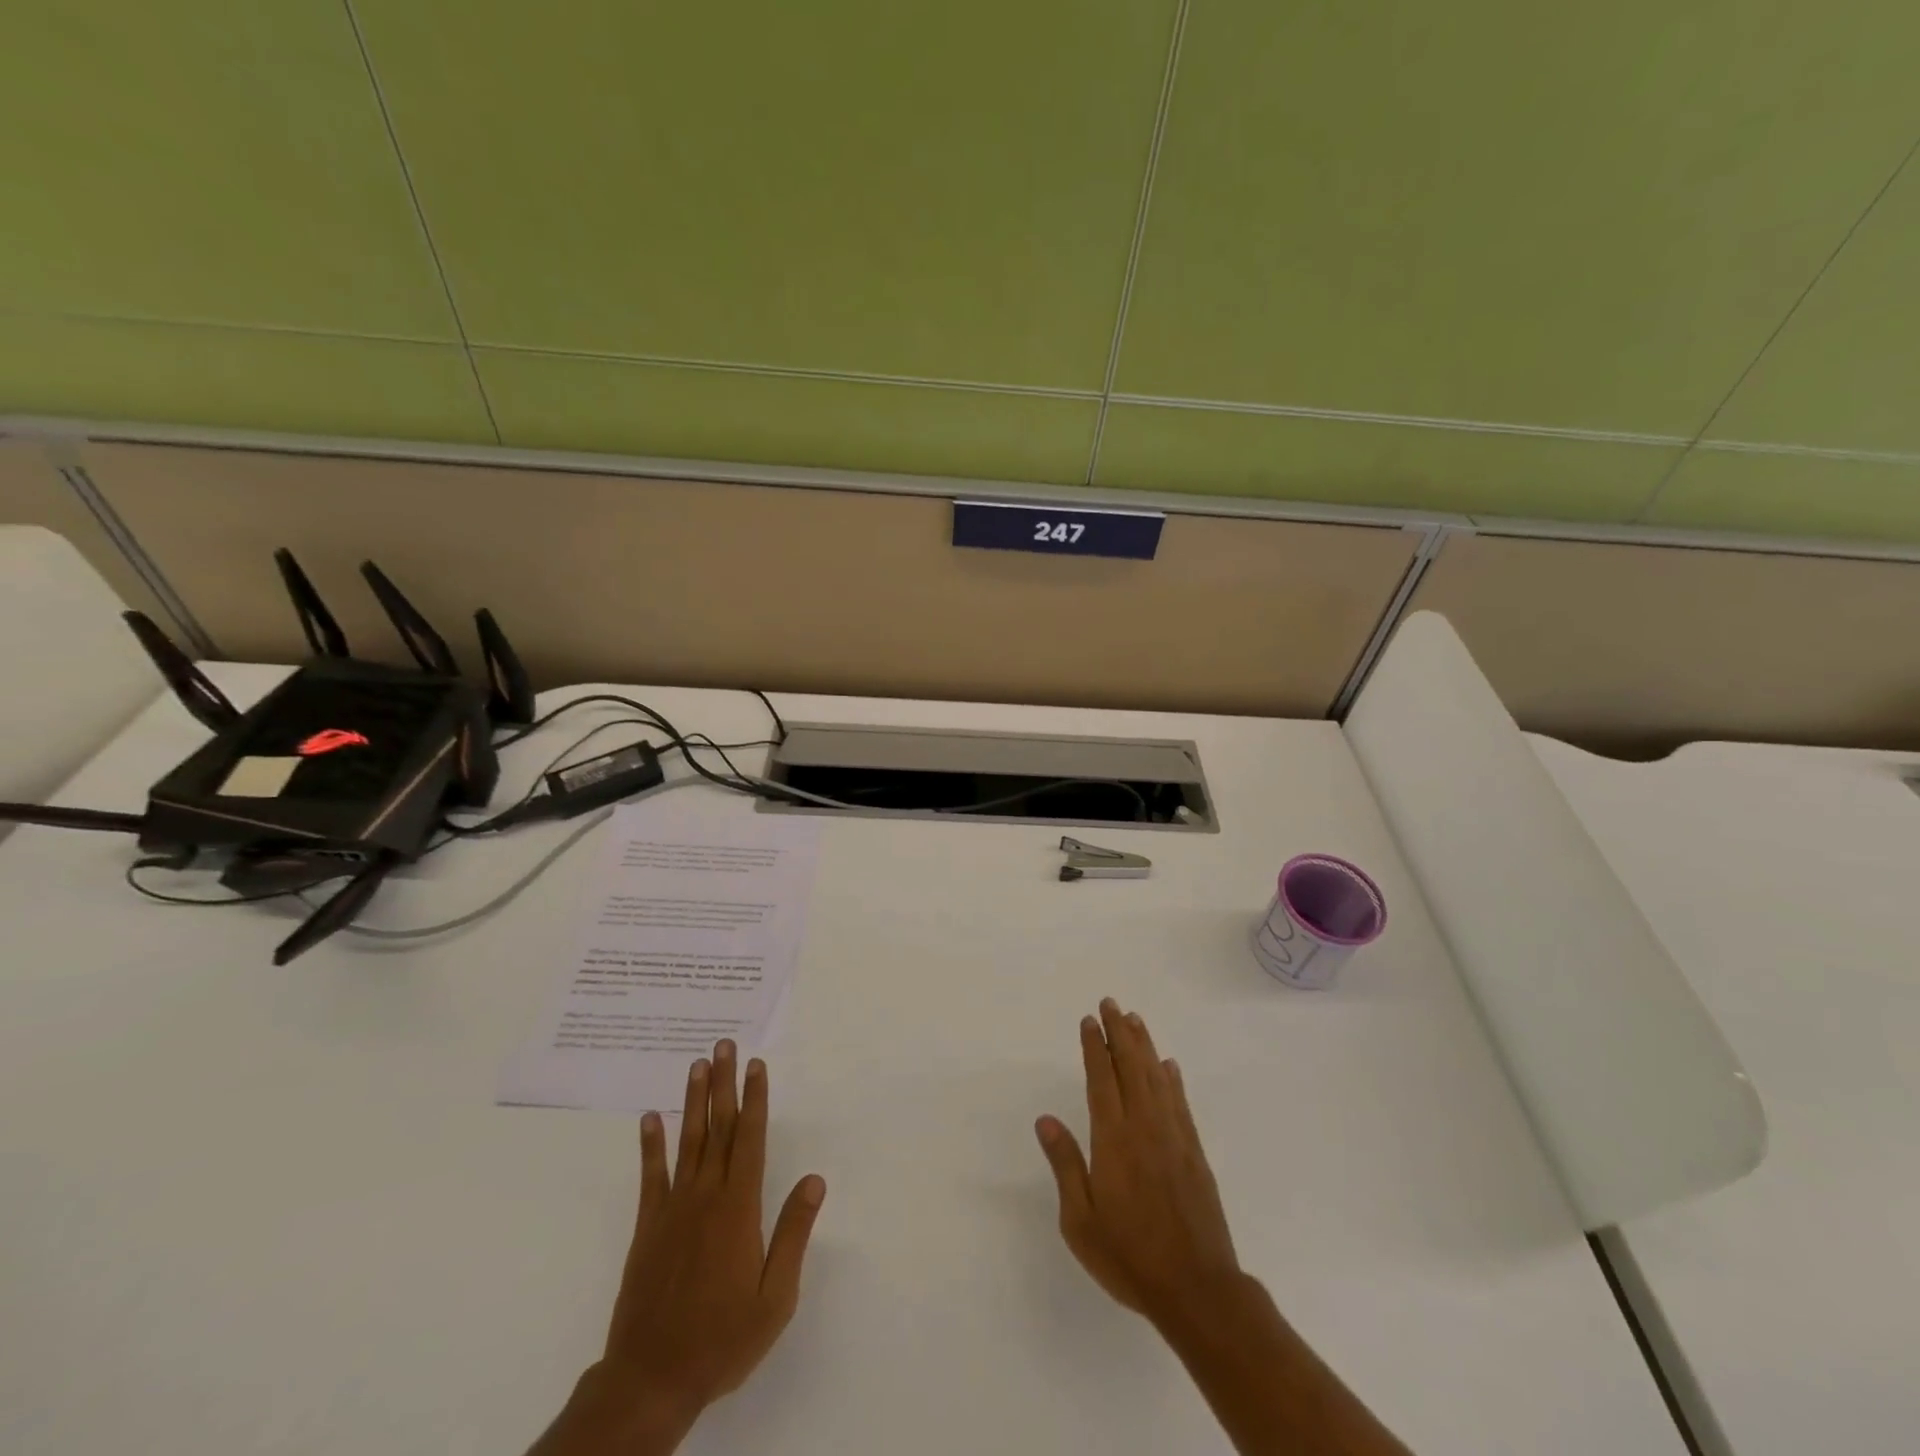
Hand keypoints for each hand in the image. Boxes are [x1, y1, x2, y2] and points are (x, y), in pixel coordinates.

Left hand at [531, 1040, 825, 1455]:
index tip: (756, 1066)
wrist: (651, 1379)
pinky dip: (650, 1145)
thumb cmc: (722, 1339)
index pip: (751, 1139)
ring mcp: (673, 1209)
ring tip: (696, 1064)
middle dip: (724, 1084)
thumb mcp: (775, 1297)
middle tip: (724, 1045)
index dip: (755, 1099)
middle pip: (718, 1128)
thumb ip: (794, 1234)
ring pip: (687, 1141)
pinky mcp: (648, 1227)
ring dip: (693, 1101)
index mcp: (739, 1208)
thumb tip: (815, 1180)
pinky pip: (650, 1176)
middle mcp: (706, 1196)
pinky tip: (649, 1118)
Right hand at [1035, 999, 1240, 1327]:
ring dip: (1145, 1046)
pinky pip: (1181, 1103)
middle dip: (1120, 1032)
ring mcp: (1174, 1138)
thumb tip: (1045, 1120)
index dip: (1095, 1047)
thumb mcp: (1080, 1221)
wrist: (1197, 1290)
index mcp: (1113, 1140)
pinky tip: (1169, 1065)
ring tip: (1135, 1020)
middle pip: (1131, 1067)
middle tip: (1111, 1004)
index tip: (1089, 1021)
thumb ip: (1065, 1165)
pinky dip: (1173, 1079)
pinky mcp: (1195, 1153)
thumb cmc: (1129, 1256)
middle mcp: (1145, 1127)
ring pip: (1157, 1078)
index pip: (1101, 1079)